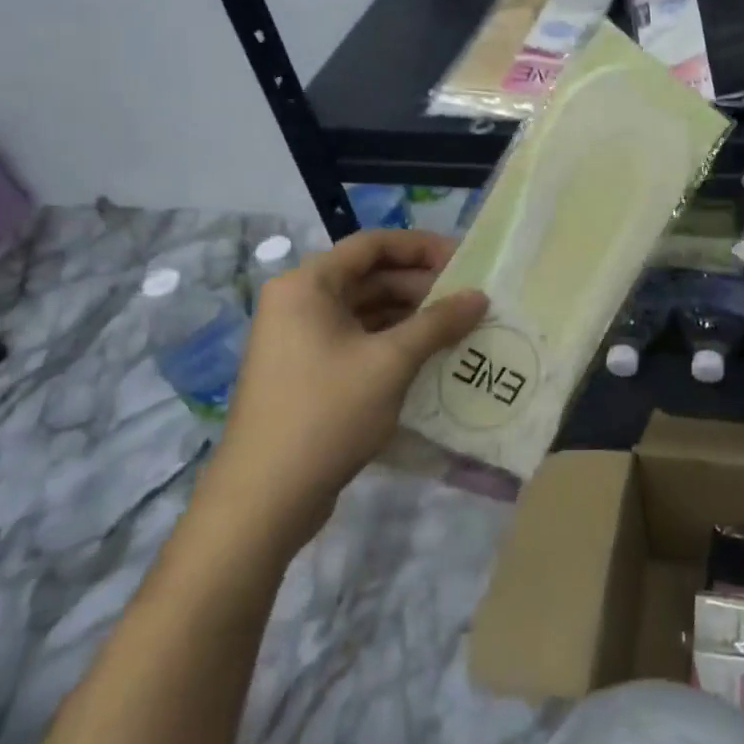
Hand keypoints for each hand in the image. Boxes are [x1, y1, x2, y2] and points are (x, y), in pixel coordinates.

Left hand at [196, 230, 486, 557]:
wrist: (264, 499)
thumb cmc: (327, 413)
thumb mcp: (392, 362)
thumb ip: (438, 322)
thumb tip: (480, 296)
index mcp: (308, 285)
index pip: (373, 244)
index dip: (422, 246)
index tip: (465, 259)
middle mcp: (299, 302)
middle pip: (370, 276)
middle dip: (421, 285)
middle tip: (468, 298)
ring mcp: (299, 339)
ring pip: (365, 310)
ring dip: (410, 315)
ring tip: (457, 327)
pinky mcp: (306, 372)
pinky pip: (357, 339)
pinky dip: (392, 341)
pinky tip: (429, 356)